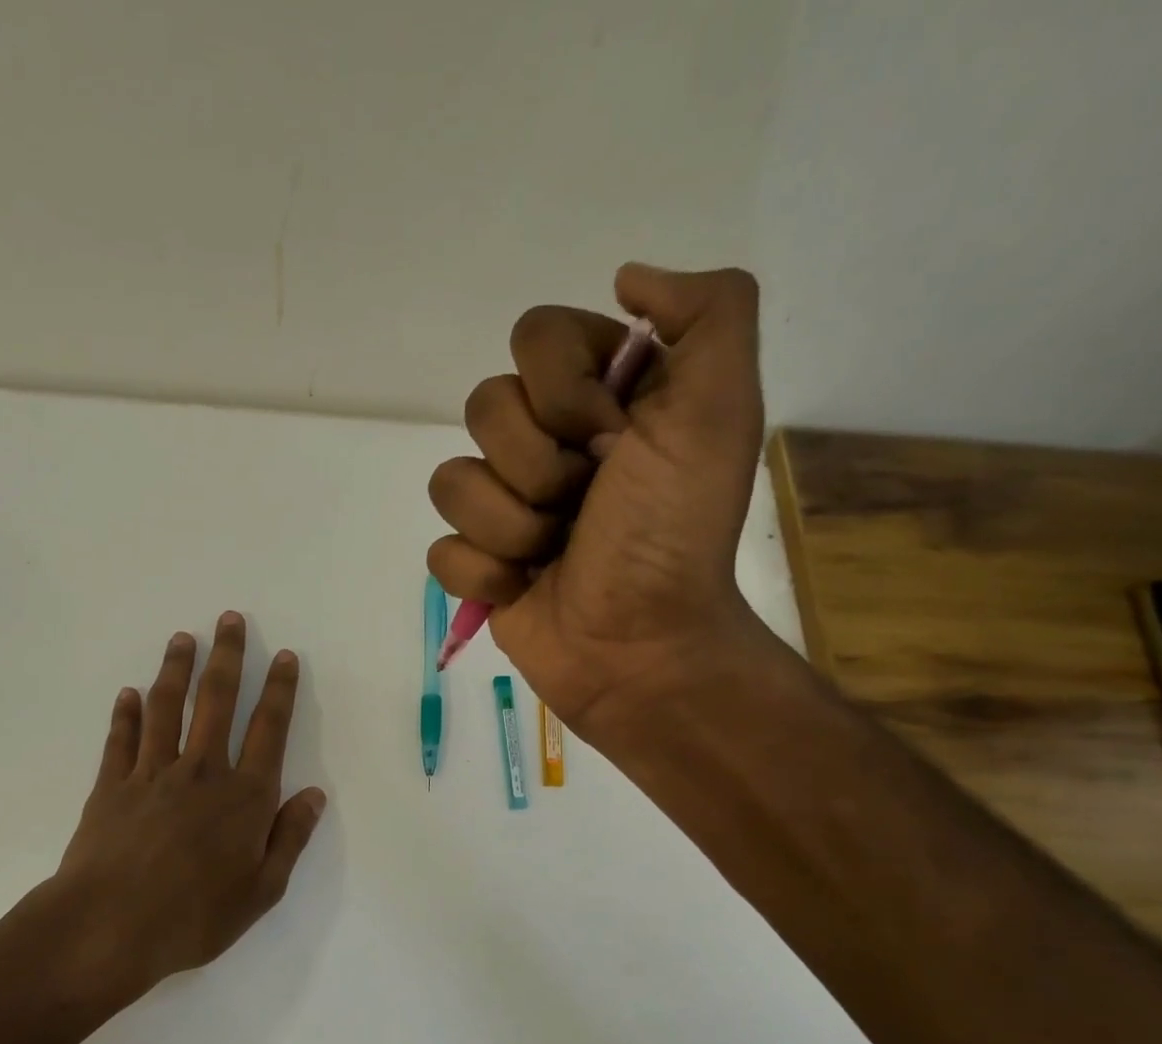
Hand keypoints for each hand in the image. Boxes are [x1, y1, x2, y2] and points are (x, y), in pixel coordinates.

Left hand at [47, 612, 327, 992]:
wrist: (109, 928)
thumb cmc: (194, 916)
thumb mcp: (262, 890)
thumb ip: (289, 837)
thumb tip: (314, 795)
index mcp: (244, 796)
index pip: (269, 729)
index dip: (280, 690)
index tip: (285, 657)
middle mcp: (201, 771)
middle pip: (217, 701)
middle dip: (228, 657)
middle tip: (230, 619)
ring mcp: (152, 774)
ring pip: (167, 708)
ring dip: (176, 670)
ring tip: (183, 639)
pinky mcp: (112, 786)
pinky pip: (122, 739)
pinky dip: (126, 714)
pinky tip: (129, 694)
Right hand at [426, 264, 768, 742]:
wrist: (642, 646)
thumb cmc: (674, 534)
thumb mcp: (719, 412)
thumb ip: (709, 314)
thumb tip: (626, 279)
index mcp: (599, 396)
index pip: (534, 338)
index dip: (563, 389)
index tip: (611, 438)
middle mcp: (546, 442)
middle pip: (482, 408)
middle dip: (537, 467)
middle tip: (584, 505)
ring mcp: (506, 506)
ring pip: (451, 483)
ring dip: (512, 527)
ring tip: (555, 554)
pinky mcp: (478, 564)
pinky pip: (442, 551)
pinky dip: (486, 575)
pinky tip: (523, 588)